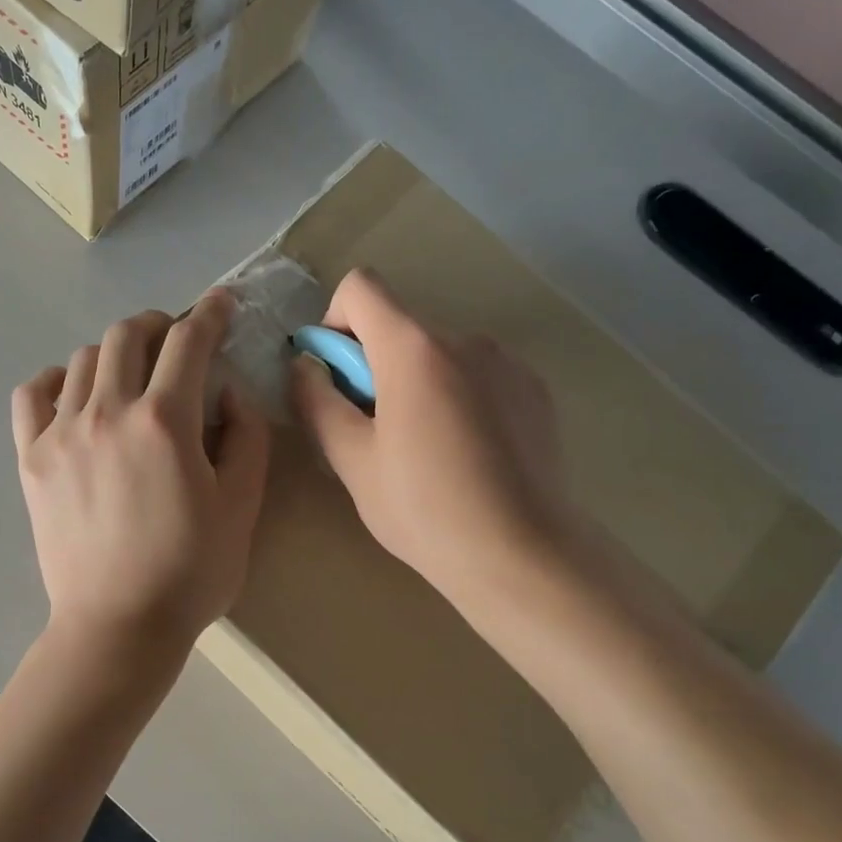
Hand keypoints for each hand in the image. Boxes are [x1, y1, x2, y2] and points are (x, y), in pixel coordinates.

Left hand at [12, 291, 269, 654]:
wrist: (119, 626)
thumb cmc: (191, 572)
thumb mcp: (242, 506)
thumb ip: (245, 436)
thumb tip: (228, 390)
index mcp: (165, 422)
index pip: (189, 341)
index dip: (210, 314)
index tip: (221, 305)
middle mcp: (108, 412)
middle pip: (128, 334)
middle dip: (161, 324)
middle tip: (178, 342)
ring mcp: (61, 433)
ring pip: (85, 358)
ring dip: (117, 352)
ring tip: (134, 376)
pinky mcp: (32, 459)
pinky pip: (33, 394)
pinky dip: (57, 380)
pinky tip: (76, 395)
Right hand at [290, 269, 579, 614]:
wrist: (521, 553)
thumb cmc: (423, 508)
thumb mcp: (351, 461)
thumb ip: (317, 402)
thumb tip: (306, 366)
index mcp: (414, 348)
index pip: (361, 288)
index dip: (335, 323)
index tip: (338, 378)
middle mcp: (466, 339)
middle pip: (401, 327)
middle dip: (376, 365)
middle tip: (376, 433)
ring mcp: (508, 363)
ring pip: (440, 355)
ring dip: (419, 383)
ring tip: (425, 450)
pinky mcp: (535, 390)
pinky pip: (479, 376)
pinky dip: (459, 397)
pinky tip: (468, 455)